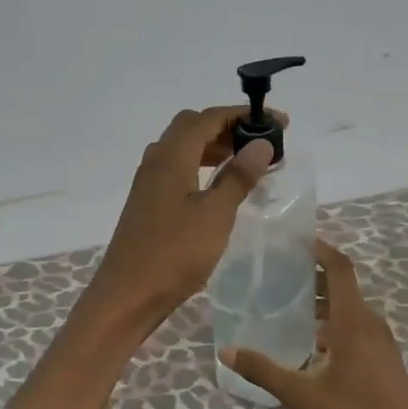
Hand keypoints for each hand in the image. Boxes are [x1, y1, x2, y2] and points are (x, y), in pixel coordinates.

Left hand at [81, 106, 276, 330]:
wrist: (128, 294)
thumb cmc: (174, 253)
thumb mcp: (215, 215)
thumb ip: (238, 177)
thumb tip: (261, 143)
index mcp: (172, 156)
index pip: (209, 118)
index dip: (243, 115)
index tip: (279, 122)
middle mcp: (156, 160)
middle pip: (193, 127)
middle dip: (228, 127)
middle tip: (260, 143)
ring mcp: (148, 181)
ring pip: (183, 148)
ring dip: (214, 147)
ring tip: (246, 162)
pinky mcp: (148, 201)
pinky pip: (177, 168)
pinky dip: (201, 165)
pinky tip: (218, 186)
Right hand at [221, 239, 407, 408]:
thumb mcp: (303, 397)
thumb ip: (265, 371)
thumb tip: (227, 350)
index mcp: (355, 323)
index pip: (340, 270)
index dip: (320, 250)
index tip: (295, 241)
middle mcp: (372, 325)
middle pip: (343, 287)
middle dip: (313, 276)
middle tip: (278, 274)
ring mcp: (383, 344)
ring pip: (351, 309)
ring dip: (323, 301)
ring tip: (288, 305)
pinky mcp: (385, 361)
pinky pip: (358, 328)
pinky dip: (334, 323)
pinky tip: (311, 344)